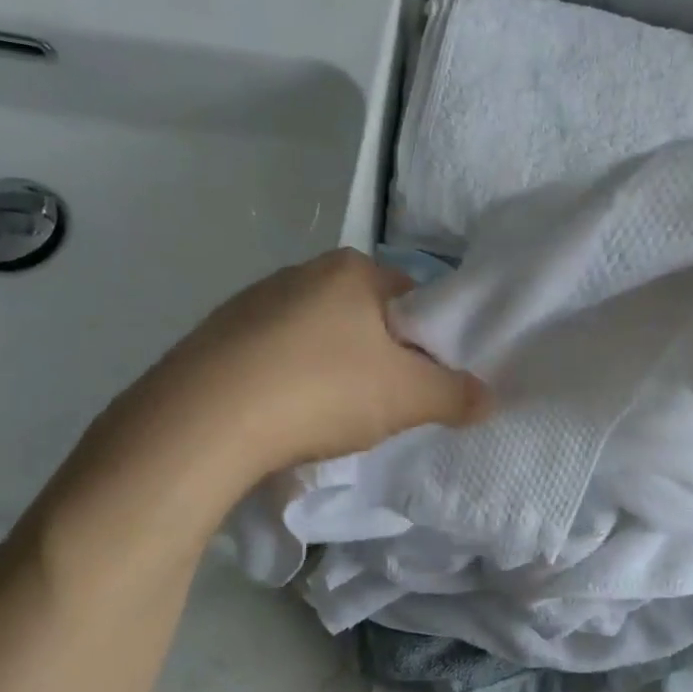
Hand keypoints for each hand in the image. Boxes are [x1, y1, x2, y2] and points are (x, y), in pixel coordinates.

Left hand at [112, 248, 492, 481]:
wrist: (204, 421)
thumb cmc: (322, 390)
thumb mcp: (407, 397)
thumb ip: (455, 394)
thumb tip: (488, 397)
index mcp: (351, 270)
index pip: (412, 298)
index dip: (427, 341)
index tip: (423, 383)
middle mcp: (301, 272)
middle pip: (364, 317)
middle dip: (379, 358)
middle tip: (383, 405)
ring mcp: (253, 301)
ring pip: (317, 337)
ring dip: (333, 371)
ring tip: (329, 417)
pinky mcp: (217, 336)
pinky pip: (274, 356)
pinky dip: (289, 381)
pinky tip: (284, 416)